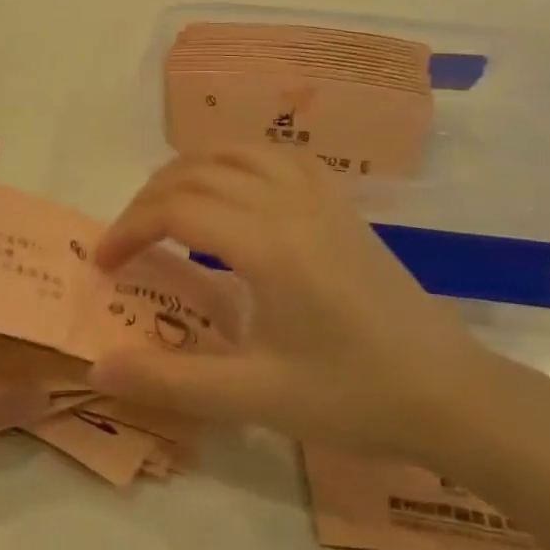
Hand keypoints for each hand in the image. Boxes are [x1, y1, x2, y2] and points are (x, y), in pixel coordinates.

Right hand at [89, 147, 508, 462]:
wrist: (451, 394)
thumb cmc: (353, 397)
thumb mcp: (255, 397)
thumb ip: (170, 381)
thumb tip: (98, 369)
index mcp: (267, 244)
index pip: (175, 210)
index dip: (128, 228)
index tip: (103, 264)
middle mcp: (290, 204)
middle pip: (198, 172)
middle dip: (148, 200)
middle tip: (126, 243)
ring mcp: (322, 198)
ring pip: (238, 152)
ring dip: (190, 171)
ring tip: (165, 207)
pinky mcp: (343, 206)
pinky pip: (280, 157)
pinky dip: (239, 161)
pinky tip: (235, 189)